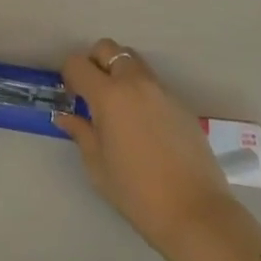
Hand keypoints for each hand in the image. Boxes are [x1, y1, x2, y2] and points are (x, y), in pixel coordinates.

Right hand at [55, 39, 237, 252]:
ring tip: (119, 107)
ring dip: (119, 72)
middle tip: (93, 93)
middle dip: (94, 62)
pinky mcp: (180, 102)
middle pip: (108, 48)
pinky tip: (144, 125)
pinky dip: (141, 91)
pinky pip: (153, 83)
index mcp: (109, 95)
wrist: (195, 212)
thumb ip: (81, 133)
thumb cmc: (137, 193)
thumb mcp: (98, 167)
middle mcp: (135, 81)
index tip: (72, 96)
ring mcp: (161, 89)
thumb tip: (66, 117)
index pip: (78, 63)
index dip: (69, 75)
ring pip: (133, 61)